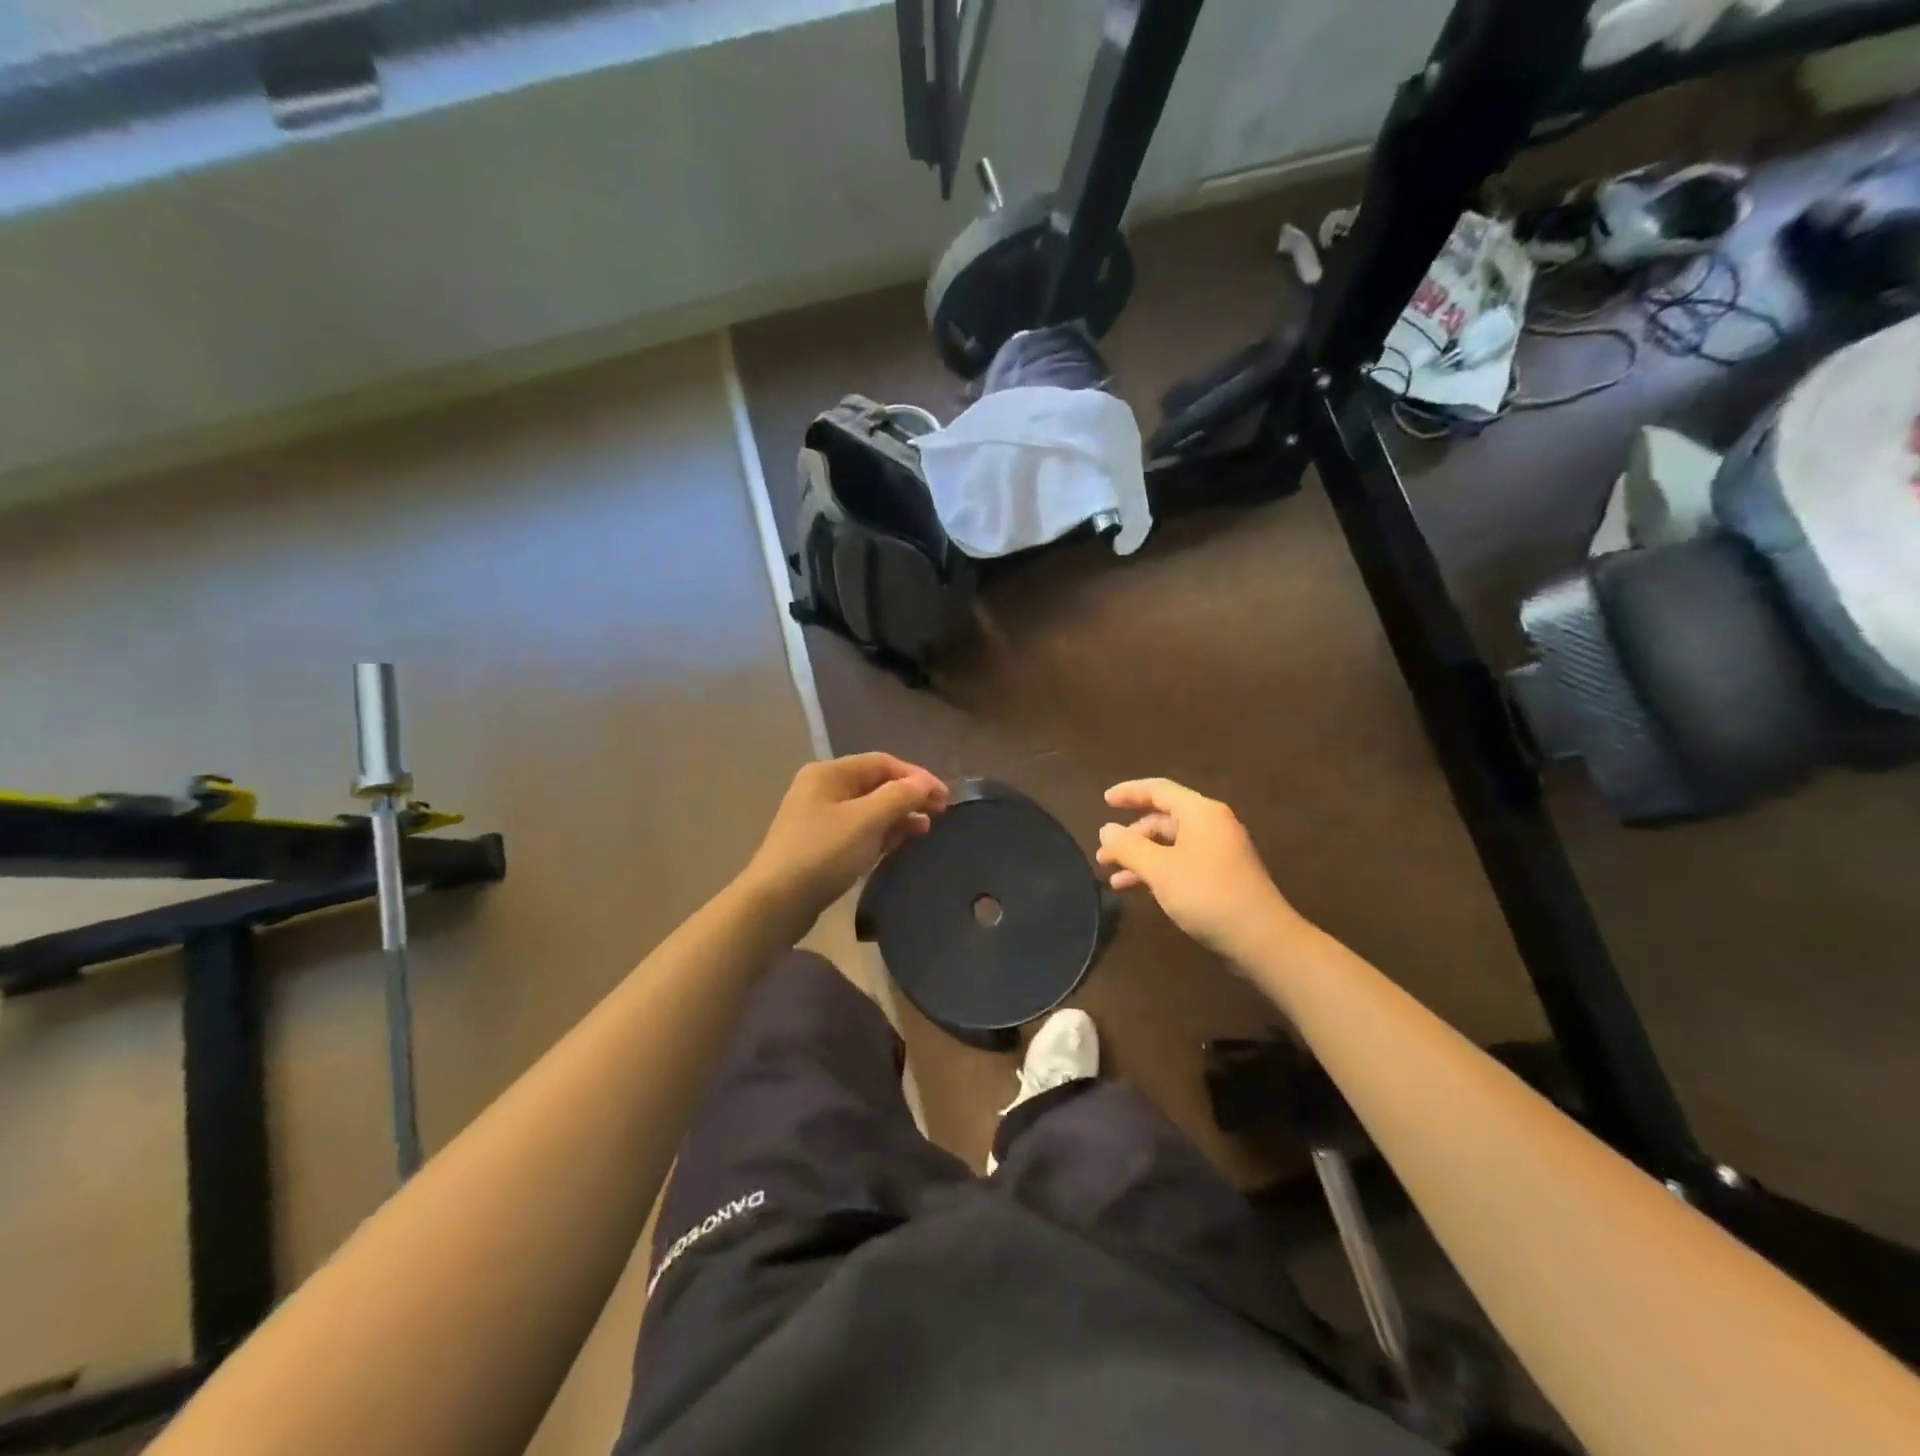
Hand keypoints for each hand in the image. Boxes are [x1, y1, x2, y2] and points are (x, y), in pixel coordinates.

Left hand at [743, 754, 947, 929]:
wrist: (776, 902)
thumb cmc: (823, 853)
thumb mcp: (867, 820)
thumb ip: (900, 796)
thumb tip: (926, 784)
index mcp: (829, 773)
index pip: (882, 763)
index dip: (916, 776)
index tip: (944, 797)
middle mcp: (822, 788)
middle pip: (875, 784)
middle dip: (908, 796)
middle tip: (939, 814)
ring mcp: (818, 818)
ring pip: (868, 809)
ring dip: (898, 816)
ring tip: (924, 830)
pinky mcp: (820, 845)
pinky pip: (858, 831)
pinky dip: (881, 834)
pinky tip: (897, 845)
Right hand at [1096, 778, 1299, 965]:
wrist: (1261, 938)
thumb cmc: (1207, 894)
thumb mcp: (1159, 869)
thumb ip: (1128, 847)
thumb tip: (1106, 829)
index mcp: (1200, 812)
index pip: (1158, 789)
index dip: (1129, 792)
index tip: (1104, 800)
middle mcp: (1211, 824)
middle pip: (1162, 818)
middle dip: (1130, 835)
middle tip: (1103, 853)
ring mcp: (1218, 850)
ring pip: (1169, 844)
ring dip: (1140, 857)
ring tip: (1113, 877)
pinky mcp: (1221, 874)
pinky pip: (1180, 861)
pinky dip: (1157, 870)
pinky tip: (1137, 889)